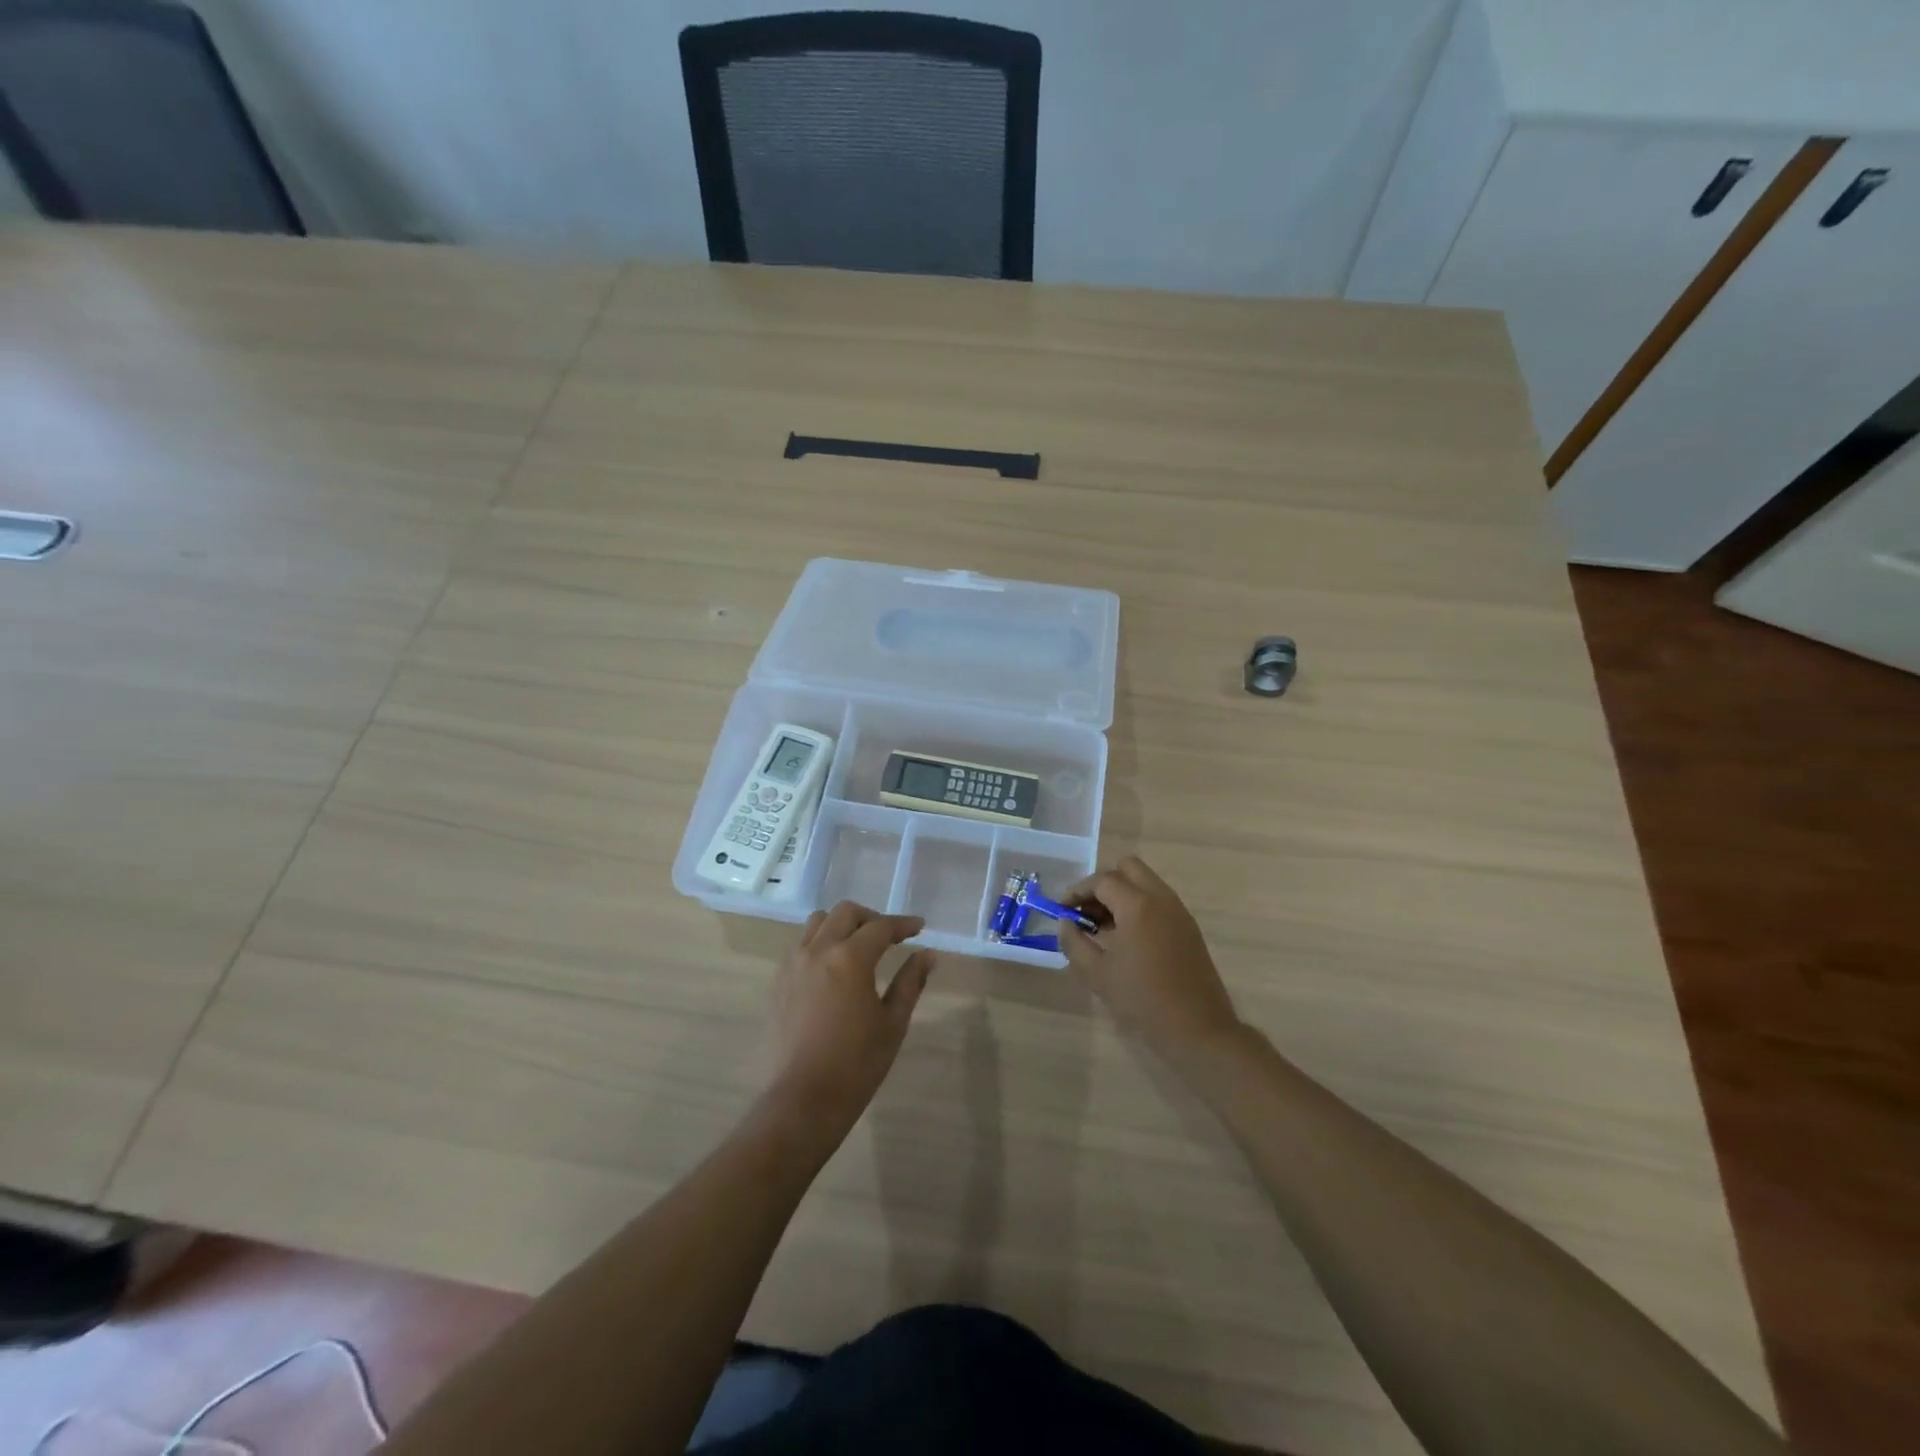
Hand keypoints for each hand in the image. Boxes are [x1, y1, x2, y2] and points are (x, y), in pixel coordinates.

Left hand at [766, 901, 933, 1138]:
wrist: (802, 1100)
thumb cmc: (856, 1064)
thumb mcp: (893, 1023)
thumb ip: (910, 982)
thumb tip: (927, 954)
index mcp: (850, 958)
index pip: (881, 926)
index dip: (903, 924)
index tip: (919, 927)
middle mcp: (818, 951)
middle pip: (845, 913)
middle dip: (871, 918)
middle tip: (889, 937)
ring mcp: (793, 964)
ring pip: (817, 923)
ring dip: (841, 925)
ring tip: (858, 947)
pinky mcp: (778, 982)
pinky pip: (801, 946)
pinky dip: (820, 944)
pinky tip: (832, 970)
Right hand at [1058, 857, 1242, 1068]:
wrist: (1198, 1030)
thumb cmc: (1143, 1001)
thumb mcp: (1097, 974)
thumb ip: (1074, 942)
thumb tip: (1065, 923)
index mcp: (1138, 905)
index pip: (1102, 880)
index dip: (1078, 891)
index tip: (1063, 910)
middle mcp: (1161, 899)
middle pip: (1129, 868)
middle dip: (1103, 883)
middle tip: (1087, 911)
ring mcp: (1179, 912)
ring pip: (1146, 883)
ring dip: (1122, 894)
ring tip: (1103, 927)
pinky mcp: (1189, 928)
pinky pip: (1159, 901)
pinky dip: (1139, 906)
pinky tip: (1127, 938)